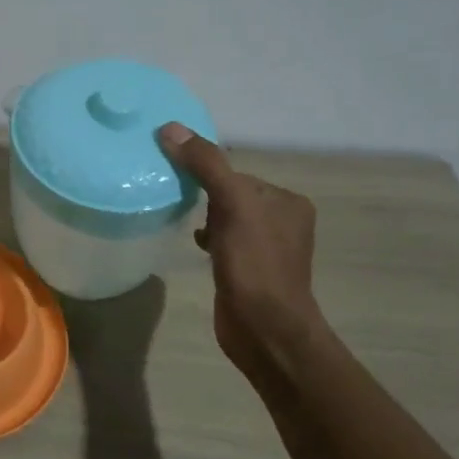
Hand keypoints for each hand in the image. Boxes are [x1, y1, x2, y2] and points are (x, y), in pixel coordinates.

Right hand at [158, 124, 326, 381]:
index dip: (207, 174)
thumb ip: (205, 165)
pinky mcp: (250, 272)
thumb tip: (170, 128)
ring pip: (226, 218)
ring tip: (182, 221)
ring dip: (204, 218)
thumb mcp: (232, 205)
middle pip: (231, 194)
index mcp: (287, 201)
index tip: (177, 178)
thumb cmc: (254, 264)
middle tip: (175, 198)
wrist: (265, 330)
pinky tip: (194, 246)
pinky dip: (208, 239)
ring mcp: (267, 249)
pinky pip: (224, 242)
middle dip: (204, 196)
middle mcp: (283, 221)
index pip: (237, 173)